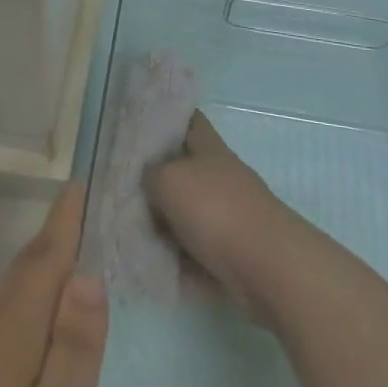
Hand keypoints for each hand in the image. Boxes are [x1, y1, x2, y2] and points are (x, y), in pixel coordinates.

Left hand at [0, 182, 108, 386]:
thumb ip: (75, 348)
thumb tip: (85, 273)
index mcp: (9, 336)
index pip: (42, 262)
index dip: (63, 222)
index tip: (79, 184)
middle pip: (24, 272)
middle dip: (54, 237)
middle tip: (85, 209)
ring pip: (11, 297)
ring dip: (41, 267)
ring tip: (72, 251)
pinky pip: (5, 322)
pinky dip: (29, 301)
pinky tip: (42, 320)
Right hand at [145, 111, 306, 319]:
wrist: (267, 268)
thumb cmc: (216, 210)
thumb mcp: (169, 180)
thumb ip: (150, 175)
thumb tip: (147, 181)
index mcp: (210, 150)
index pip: (189, 121)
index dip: (167, 118)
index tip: (139, 123)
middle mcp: (220, 178)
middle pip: (183, 170)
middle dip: (155, 178)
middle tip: (119, 185)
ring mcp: (228, 217)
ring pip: (185, 214)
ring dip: (162, 223)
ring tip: (126, 229)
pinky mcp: (230, 255)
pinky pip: (193, 252)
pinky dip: (175, 259)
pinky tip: (148, 264)